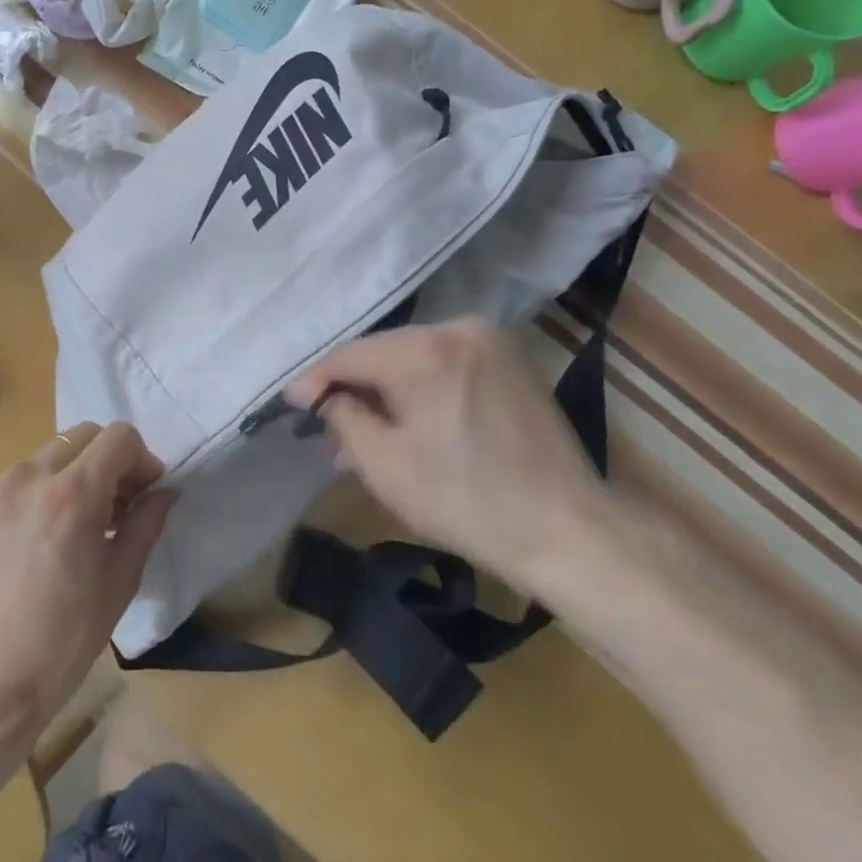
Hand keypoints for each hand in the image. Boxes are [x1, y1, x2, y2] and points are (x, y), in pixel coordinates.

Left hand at [0, 423, 173, 760]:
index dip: (142, 458)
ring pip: (56, 452)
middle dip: (112, 460)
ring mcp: (0, 486)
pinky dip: (50, 485)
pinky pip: (27, 474)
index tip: (147, 492)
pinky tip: (51, 532)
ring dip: (80, 470)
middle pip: (86, 435)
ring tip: (85, 521)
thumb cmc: (62, 642)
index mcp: (72, 495)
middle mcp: (32, 475)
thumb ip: (145, 524)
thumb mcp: (120, 582)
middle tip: (121, 505)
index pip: (119, 437)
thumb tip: (164, 492)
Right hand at [286, 318, 609, 595]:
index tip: (292, 406)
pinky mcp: (510, 360)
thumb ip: (342, 417)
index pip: (350, 355)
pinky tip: (410, 424)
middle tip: (328, 431)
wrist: (569, 532)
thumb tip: (317, 394)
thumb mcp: (385, 465)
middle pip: (383, 353)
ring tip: (366, 436)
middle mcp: (457, 328)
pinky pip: (445, 364)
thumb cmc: (467, 503)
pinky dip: (421, 389)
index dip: (316, 381)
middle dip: (354, 390)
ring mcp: (490, 341)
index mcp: (426, 350)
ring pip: (413, 358)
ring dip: (387, 392)